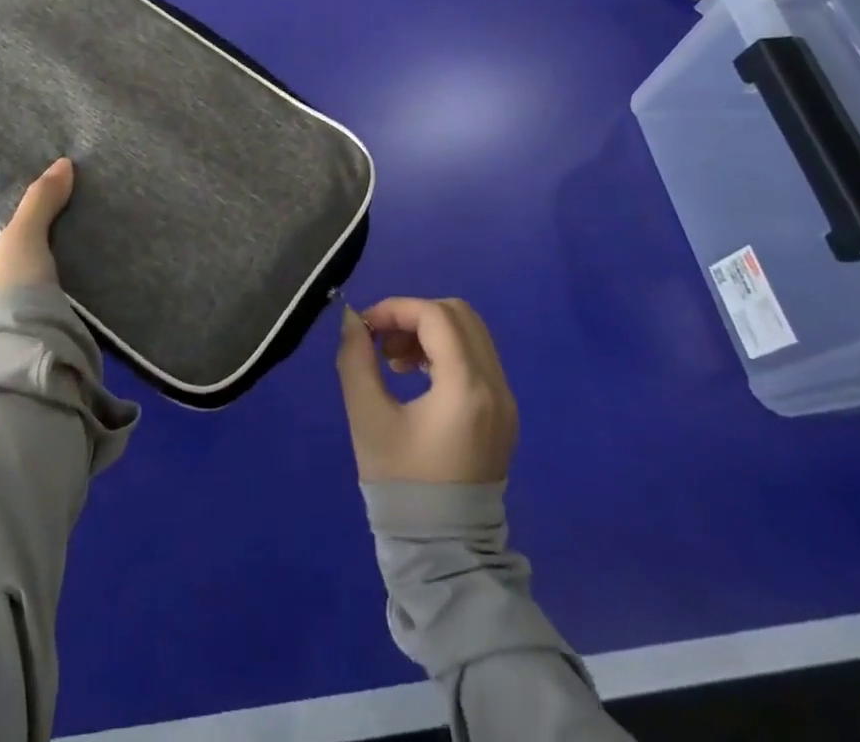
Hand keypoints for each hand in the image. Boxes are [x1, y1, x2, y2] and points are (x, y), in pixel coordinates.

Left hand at [0, 158, 73, 338]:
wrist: (25, 371)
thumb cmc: (4, 301)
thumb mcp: (22, 244)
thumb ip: (39, 204)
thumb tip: (61, 164)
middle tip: (8, 222)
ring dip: (4, 268)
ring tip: (38, 245)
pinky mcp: (6, 342)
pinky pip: (10, 307)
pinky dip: (25, 290)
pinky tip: (52, 277)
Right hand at [335, 297, 517, 483]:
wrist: (443, 550)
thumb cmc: (401, 483)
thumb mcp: (367, 416)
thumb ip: (356, 358)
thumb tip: (354, 319)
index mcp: (466, 388)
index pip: (435, 316)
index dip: (396, 309)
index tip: (366, 326)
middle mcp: (495, 387)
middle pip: (459, 315)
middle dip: (414, 316)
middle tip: (382, 341)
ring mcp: (505, 401)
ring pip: (470, 333)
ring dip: (430, 331)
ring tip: (395, 362)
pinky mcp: (503, 414)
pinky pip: (477, 358)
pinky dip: (446, 351)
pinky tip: (417, 377)